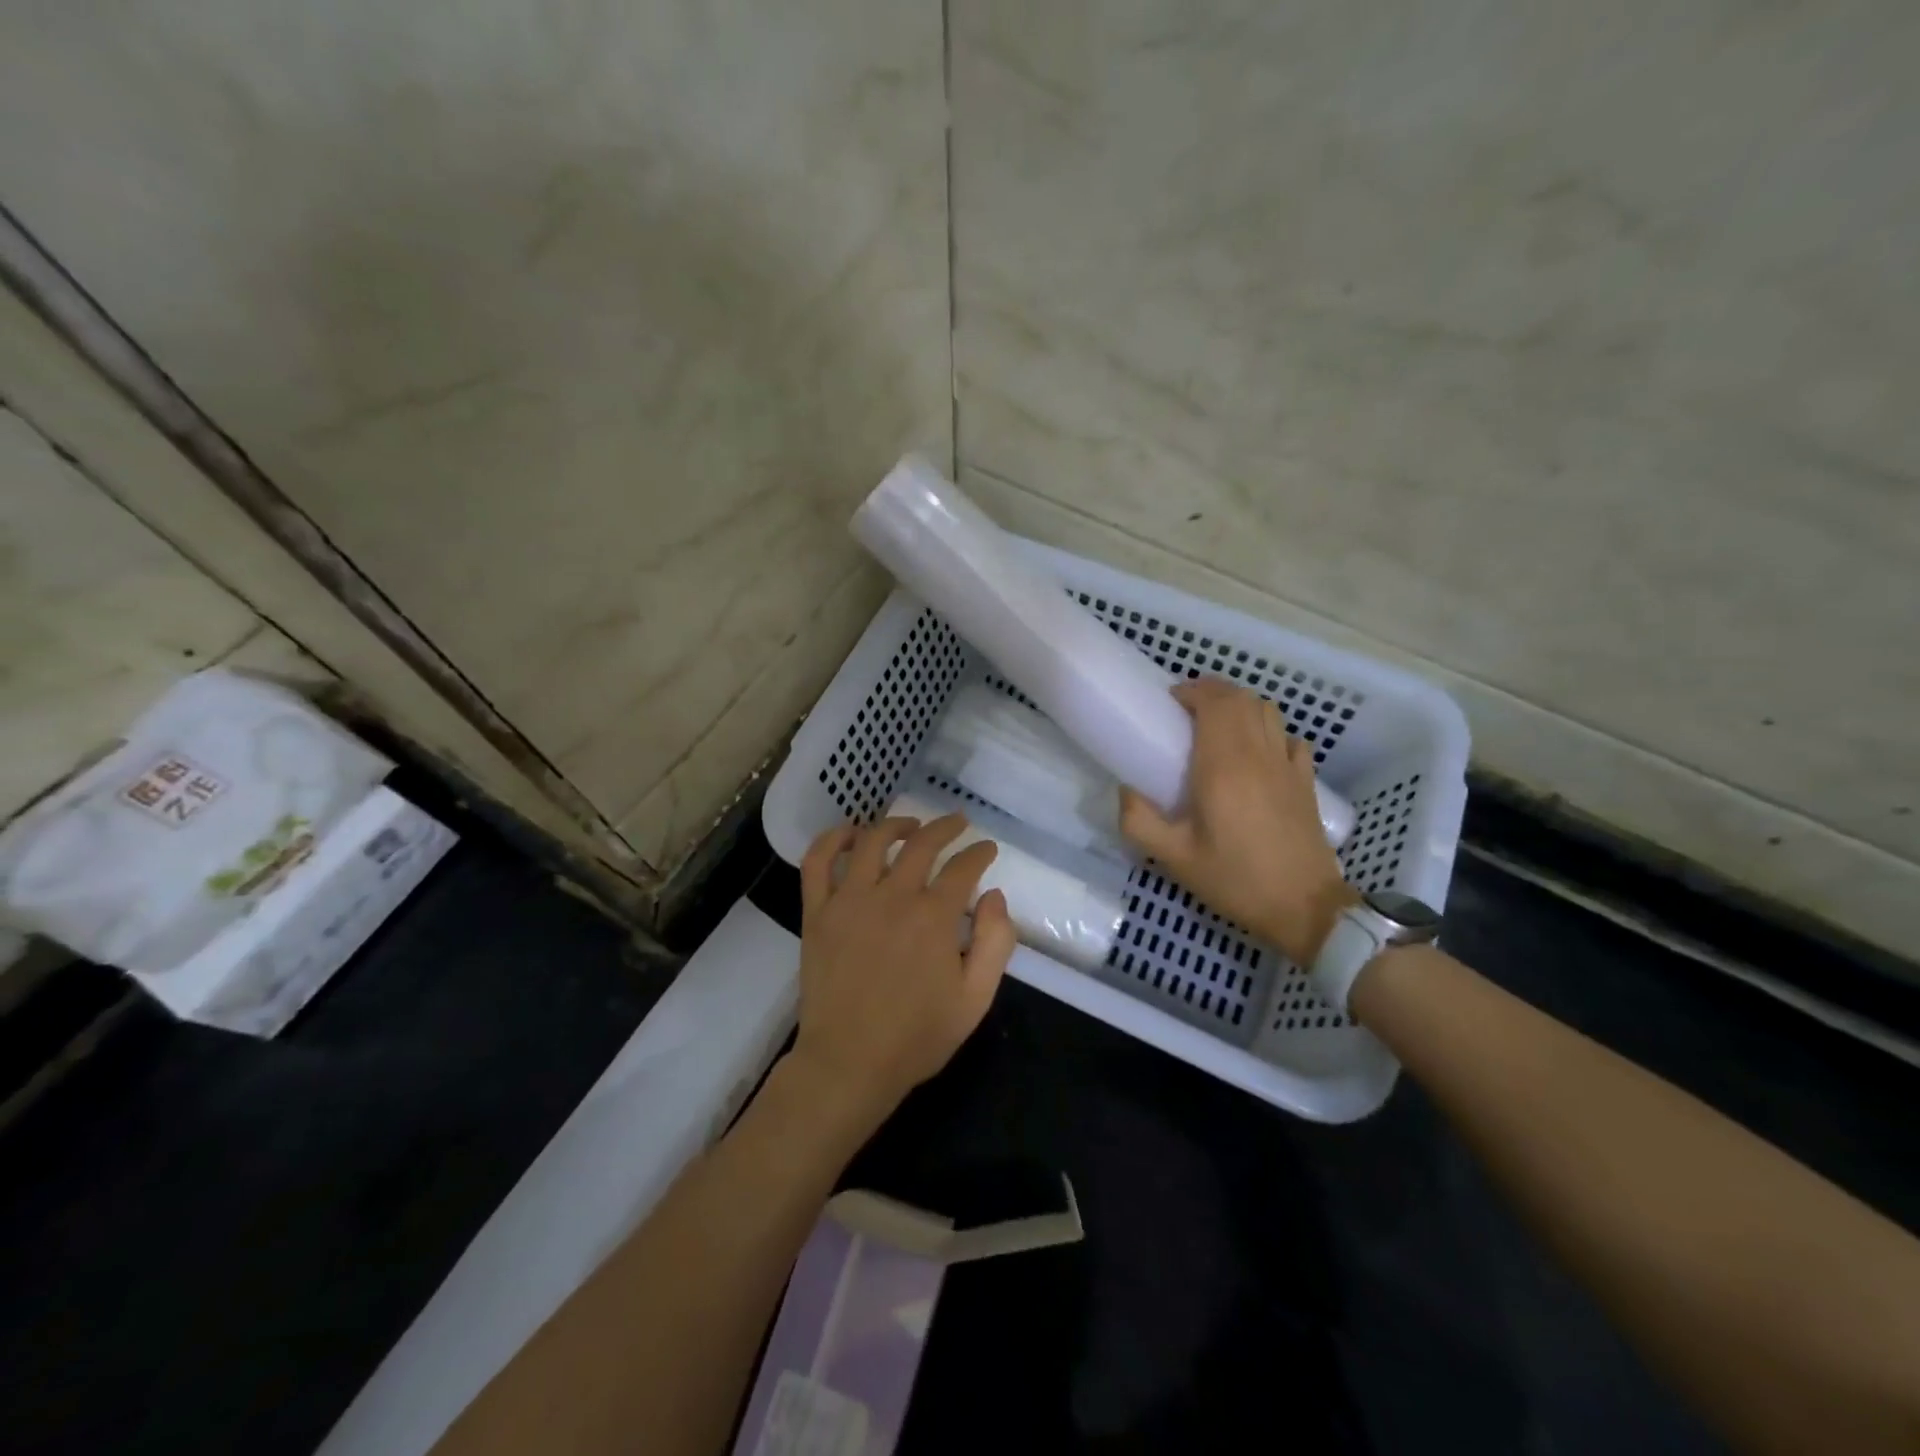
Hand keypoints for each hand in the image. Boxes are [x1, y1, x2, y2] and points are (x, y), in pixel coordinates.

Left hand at [790, 815, 1016, 1122]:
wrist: (849, 1063)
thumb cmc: (917, 1036)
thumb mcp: (975, 999)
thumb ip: (995, 942)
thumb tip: (993, 895)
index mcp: (933, 917)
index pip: (963, 867)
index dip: (979, 853)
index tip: (987, 850)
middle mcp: (892, 896)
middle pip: (922, 843)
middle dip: (946, 827)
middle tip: (958, 824)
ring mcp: (849, 901)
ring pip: (873, 841)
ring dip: (896, 824)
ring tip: (911, 825)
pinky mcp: (817, 912)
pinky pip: (818, 862)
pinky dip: (833, 839)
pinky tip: (851, 834)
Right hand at [1119, 678, 1357, 964]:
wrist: (1305, 908)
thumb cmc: (1236, 880)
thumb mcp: (1174, 859)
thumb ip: (1139, 821)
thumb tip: (1124, 790)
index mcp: (1223, 767)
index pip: (1215, 703)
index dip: (1192, 691)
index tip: (1170, 701)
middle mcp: (1258, 755)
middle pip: (1241, 699)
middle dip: (1212, 691)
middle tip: (1186, 707)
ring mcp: (1287, 766)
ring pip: (1267, 711)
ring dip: (1240, 705)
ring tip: (1217, 721)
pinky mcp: (1305, 782)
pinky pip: (1288, 737)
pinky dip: (1269, 730)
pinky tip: (1257, 749)